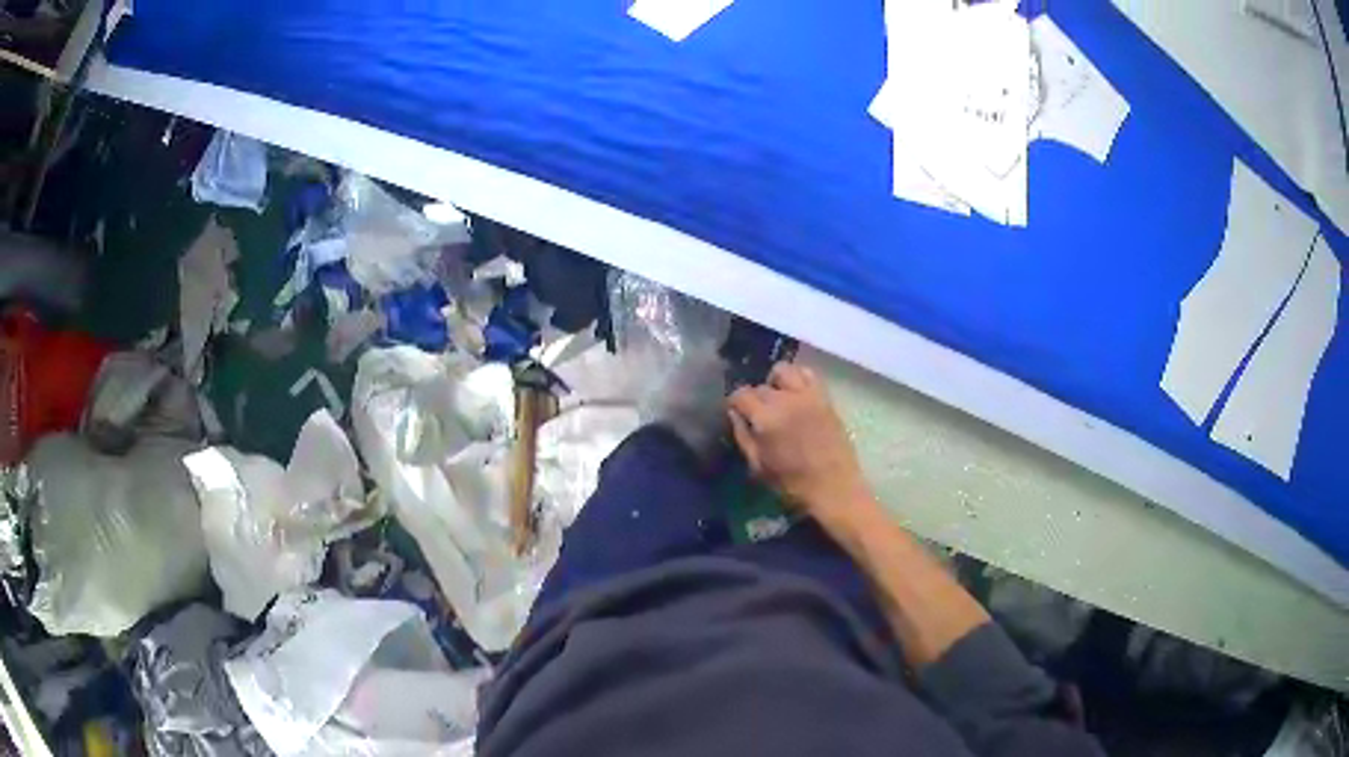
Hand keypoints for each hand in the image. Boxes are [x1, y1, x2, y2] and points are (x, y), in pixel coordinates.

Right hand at [728, 363, 874, 527]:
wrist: (834, 487)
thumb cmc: (792, 483)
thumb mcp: (758, 466)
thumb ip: (743, 436)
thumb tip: (735, 414)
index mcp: (766, 418)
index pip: (741, 395)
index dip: (734, 403)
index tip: (736, 413)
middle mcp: (785, 400)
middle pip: (761, 387)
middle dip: (755, 398)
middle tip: (758, 414)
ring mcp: (807, 396)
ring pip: (784, 371)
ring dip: (775, 382)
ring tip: (777, 398)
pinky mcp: (825, 398)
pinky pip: (808, 374)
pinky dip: (798, 377)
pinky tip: (796, 393)